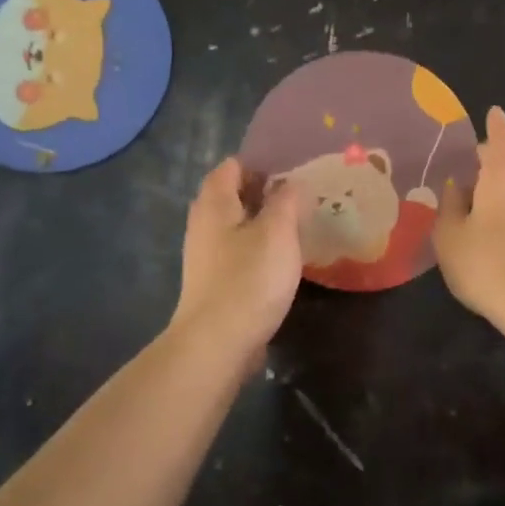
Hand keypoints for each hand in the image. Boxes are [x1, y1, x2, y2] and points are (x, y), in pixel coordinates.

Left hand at [171, 157, 302, 351]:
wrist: (218, 342)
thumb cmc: (249, 279)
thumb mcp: (277, 232)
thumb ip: (287, 202)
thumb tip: (292, 184)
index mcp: (215, 204)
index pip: (231, 167)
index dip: (260, 163)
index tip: (293, 168)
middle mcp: (204, 225)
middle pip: (232, 196)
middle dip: (264, 191)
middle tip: (300, 195)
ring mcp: (207, 256)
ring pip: (236, 226)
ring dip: (263, 222)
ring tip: (297, 225)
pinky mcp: (215, 282)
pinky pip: (239, 252)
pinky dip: (259, 248)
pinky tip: (282, 259)